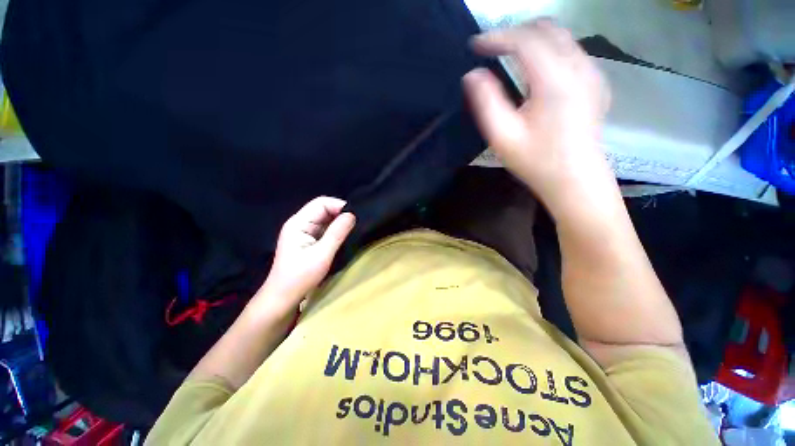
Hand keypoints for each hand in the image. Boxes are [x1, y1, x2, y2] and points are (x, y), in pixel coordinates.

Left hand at [258, 197, 355, 313]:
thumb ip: (337, 233)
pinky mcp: (307, 240)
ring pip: (324, 219)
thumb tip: (352, 215)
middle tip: (356, 224)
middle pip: (322, 209)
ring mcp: (302, 232)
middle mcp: (299, 223)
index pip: (321, 203)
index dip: (339, 206)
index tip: (355, 217)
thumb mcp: (322, 254)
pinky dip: (334, 230)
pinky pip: (323, 229)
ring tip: (352, 229)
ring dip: (338, 222)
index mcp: (298, 223)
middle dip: (340, 214)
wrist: (282, 298)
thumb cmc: (300, 277)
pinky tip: (343, 236)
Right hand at [463, 19, 612, 209]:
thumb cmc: (536, 161)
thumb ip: (486, 102)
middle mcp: (579, 68)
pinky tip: (534, 67)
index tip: (475, 44)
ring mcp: (592, 73)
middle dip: (515, 31)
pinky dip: (548, 49)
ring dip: (532, 38)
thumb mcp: (502, 136)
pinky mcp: (596, 82)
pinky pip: (571, 51)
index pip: (525, 39)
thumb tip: (472, 75)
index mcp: (554, 80)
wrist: (575, 180)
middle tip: (491, 47)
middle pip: (547, 28)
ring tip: (508, 53)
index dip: (497, 37)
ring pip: (561, 36)